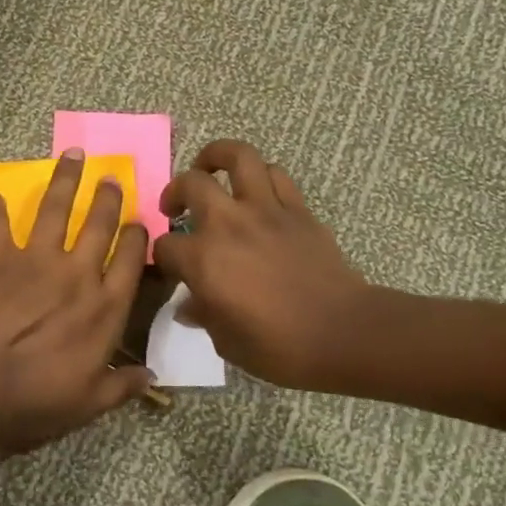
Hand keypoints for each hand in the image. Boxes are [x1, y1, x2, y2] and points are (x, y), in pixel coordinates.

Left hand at [0, 148, 150, 449]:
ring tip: (73, 155)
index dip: (137, 237)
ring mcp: (36, 261)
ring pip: (55, 209)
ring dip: (65, 180)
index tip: (139, 222)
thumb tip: (152, 379)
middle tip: (111, 176)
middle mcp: (76, 274)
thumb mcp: (89, 403)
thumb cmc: (36, 396)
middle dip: (107, 197)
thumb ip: (122, 387)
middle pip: (98, 224)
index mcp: (104, 307)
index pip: (131, 261)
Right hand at [154, 140, 393, 392]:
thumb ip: (204, 316)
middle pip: (190, 184)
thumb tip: (189, 307)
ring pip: (237, 157)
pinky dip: (260, 176)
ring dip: (216, 157)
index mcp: (203, 260)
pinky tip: (255, 191)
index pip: (166, 246)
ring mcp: (265, 210)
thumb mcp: (227, 342)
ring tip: (209, 169)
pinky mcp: (297, 209)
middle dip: (174, 192)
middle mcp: (228, 224)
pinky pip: (275, 175)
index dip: (162, 257)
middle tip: (175, 207)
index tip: (169, 268)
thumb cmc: (279, 347)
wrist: (343, 333)